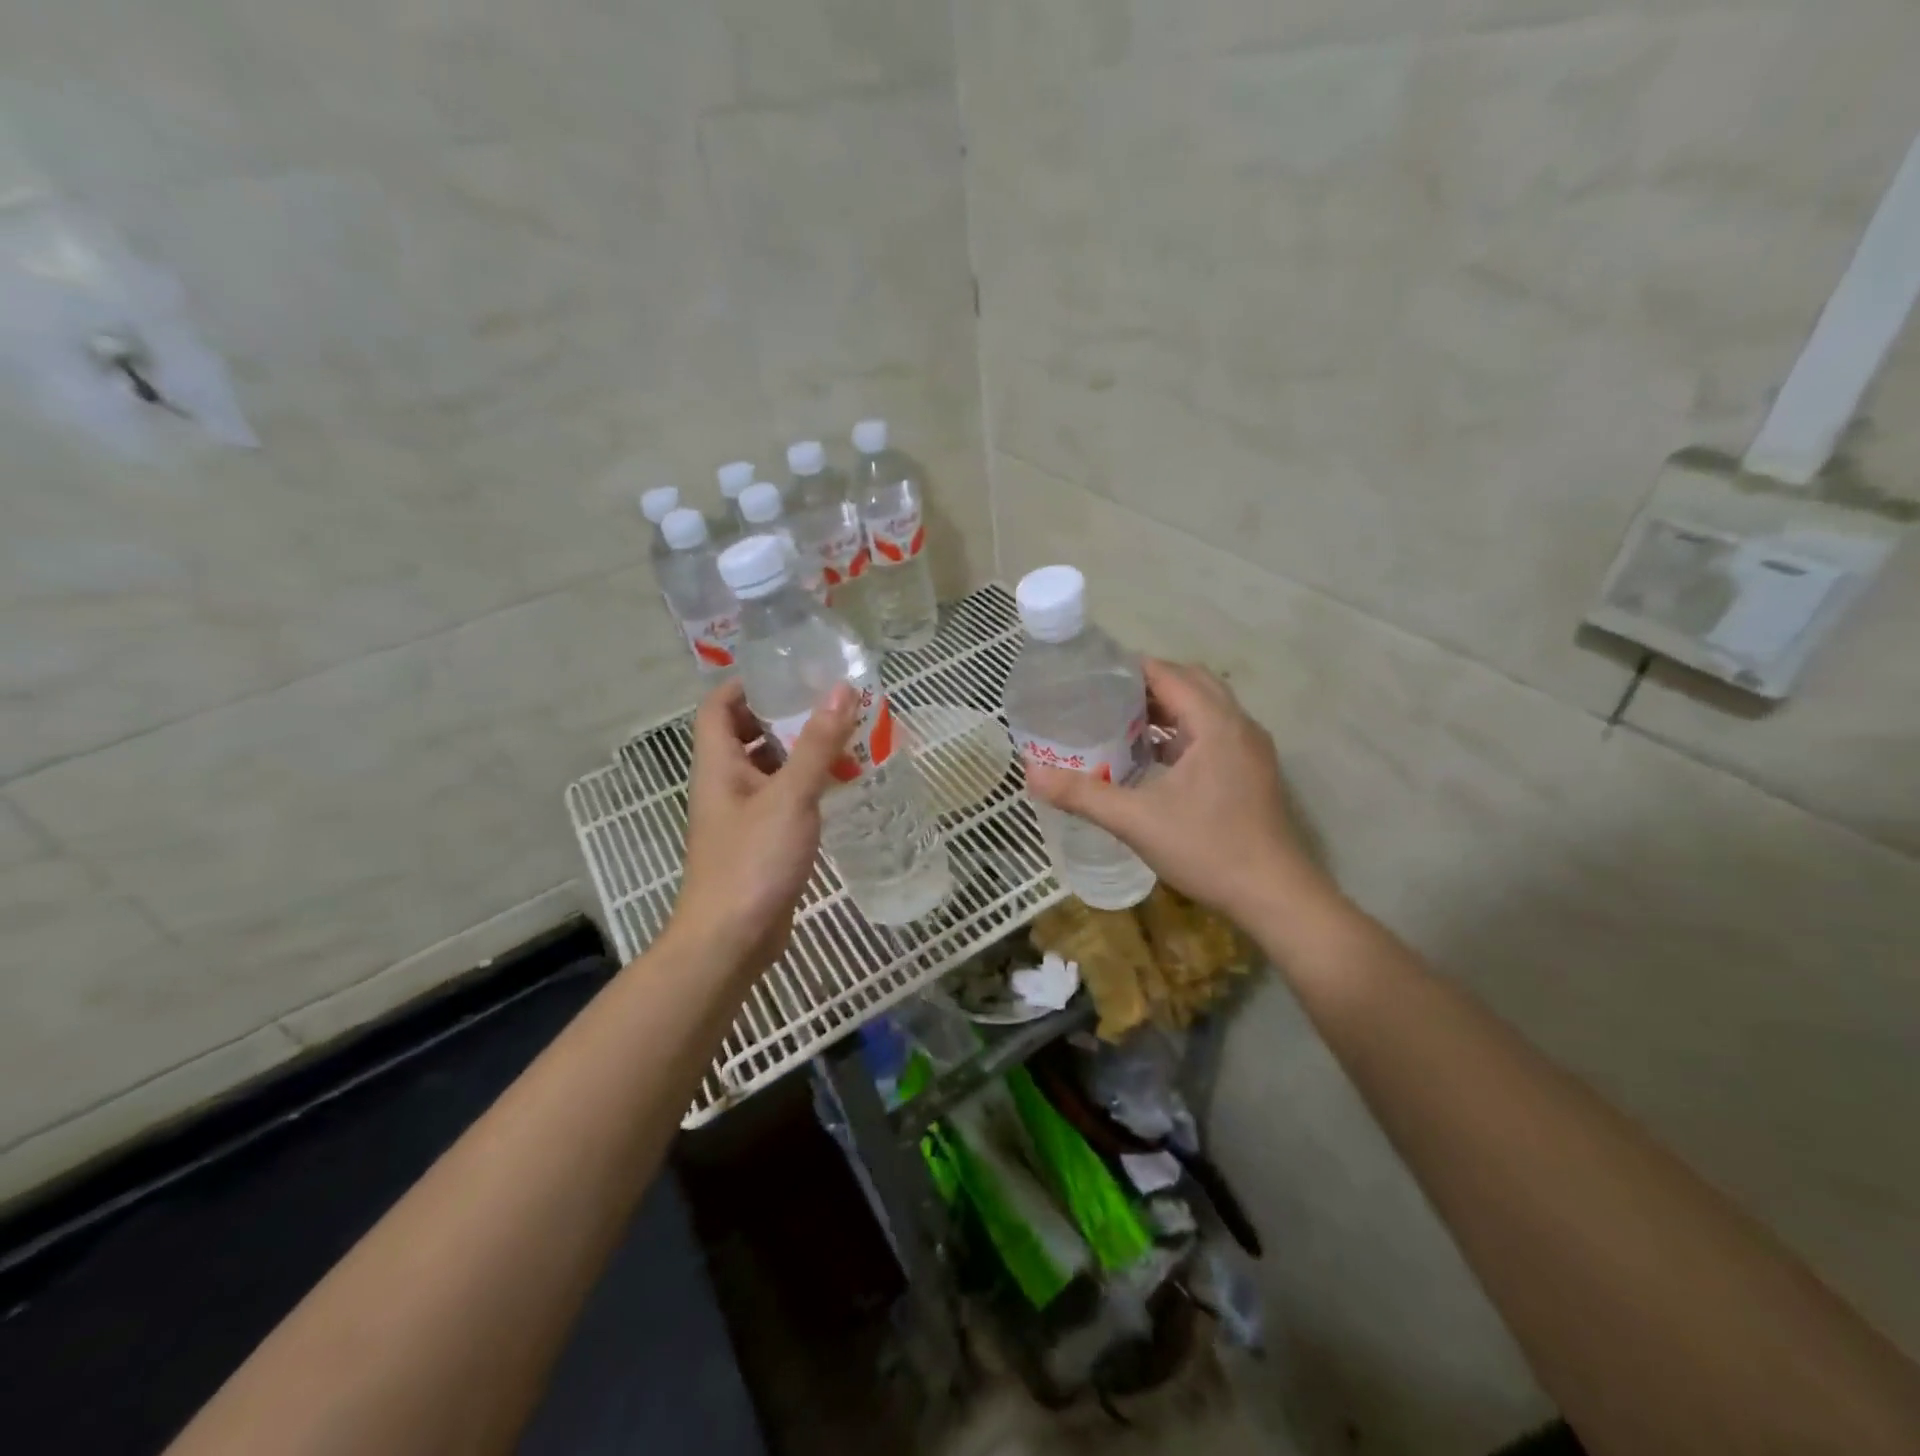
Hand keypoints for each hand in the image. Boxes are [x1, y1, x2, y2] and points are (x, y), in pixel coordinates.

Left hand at [669, 679, 858, 970]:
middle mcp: (725, 784)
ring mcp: (742, 816)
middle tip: (830, 703)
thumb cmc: (753, 861)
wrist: (732, 939)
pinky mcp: (761, 842)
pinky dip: (808, 787)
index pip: (719, 706)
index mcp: (718, 764)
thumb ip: (817, 744)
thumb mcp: (790, 796)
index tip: (789, 672)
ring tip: (846, 737)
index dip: (747, 683)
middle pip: (747, 734)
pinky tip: (841, 786)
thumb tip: (841, 689)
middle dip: (785, 716)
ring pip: (770, 769)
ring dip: (801, 752)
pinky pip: (783, 800)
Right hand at [1025, 659, 1330, 927]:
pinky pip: (1213, 733)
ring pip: (1205, 709)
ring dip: (1167, 709)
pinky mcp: (1252, 772)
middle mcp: (1238, 726)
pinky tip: (1153, 759)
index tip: (1089, 676)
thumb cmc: (1208, 849)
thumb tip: (1031, 774)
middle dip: (1147, 685)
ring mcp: (1250, 750)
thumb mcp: (1136, 821)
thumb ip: (1083, 794)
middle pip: (1190, 683)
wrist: (1274, 896)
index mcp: (1215, 724)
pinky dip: (1182, 732)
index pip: (1169, 674)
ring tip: (1121, 723)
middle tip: (1102, 699)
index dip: (1129, 669)